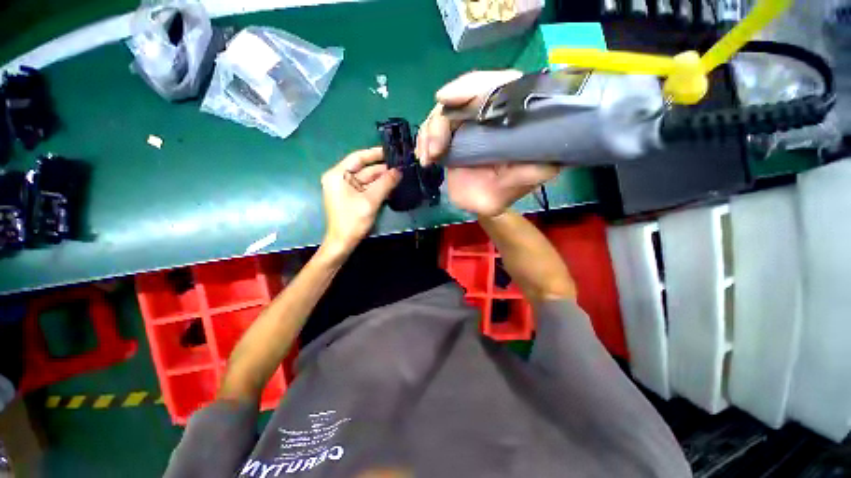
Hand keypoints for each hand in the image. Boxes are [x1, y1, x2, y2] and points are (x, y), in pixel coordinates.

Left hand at [321, 147, 400, 255]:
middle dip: (382, 170)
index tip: (391, 152)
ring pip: (367, 180)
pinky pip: (367, 189)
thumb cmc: (353, 220)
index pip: (358, 157)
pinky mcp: (352, 198)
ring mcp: (346, 189)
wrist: (343, 243)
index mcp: (338, 175)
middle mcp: (340, 178)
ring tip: (400, 177)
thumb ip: (385, 183)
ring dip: (383, 180)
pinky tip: (392, 188)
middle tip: (401, 168)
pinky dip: (378, 188)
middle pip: (364, 169)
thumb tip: (399, 171)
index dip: (375, 154)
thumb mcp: (370, 200)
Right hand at [416, 70, 560, 216]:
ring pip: (443, 111)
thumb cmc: (503, 192)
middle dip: (442, 119)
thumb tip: (547, 160)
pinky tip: (424, 157)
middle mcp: (490, 112)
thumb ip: (531, 173)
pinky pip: (432, 127)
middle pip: (462, 96)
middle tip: (434, 149)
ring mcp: (468, 122)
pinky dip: (423, 140)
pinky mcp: (452, 133)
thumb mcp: (519, 183)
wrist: (481, 202)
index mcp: (513, 117)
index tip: (447, 99)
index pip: (498, 85)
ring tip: (428, 159)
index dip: (473, 87)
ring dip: (429, 132)